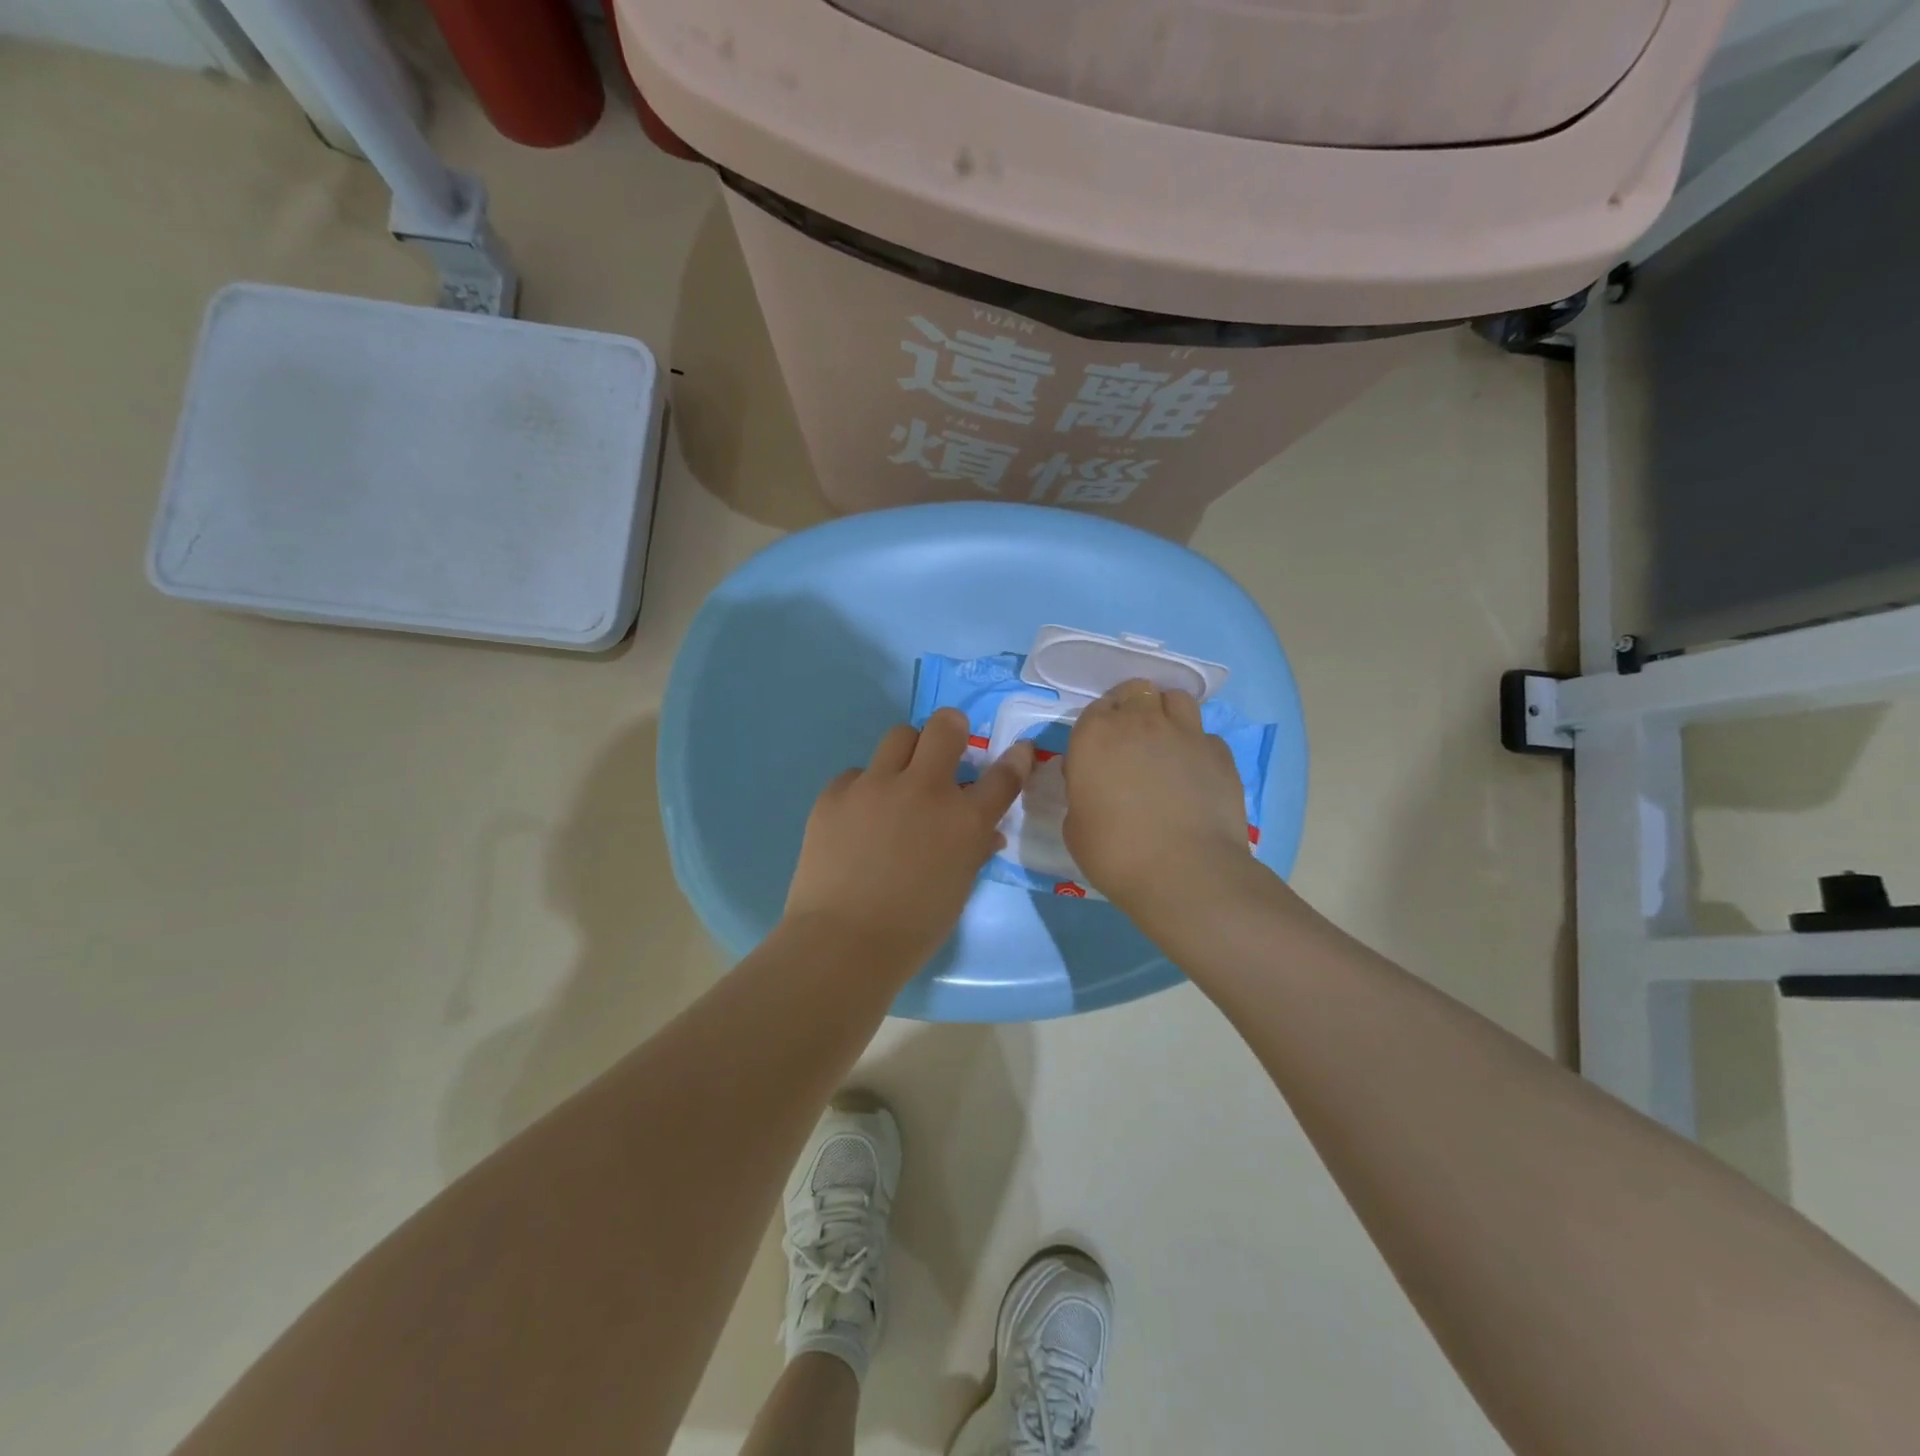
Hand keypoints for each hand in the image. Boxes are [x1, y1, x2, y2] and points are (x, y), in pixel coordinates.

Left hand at [784, 708, 1034, 971]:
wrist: (843, 943)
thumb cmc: (913, 928)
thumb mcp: (958, 887)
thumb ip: (974, 849)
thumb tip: (986, 832)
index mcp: (964, 820)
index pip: (1003, 775)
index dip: (1016, 758)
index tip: (1019, 750)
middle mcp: (923, 789)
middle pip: (944, 726)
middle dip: (951, 729)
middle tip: (946, 748)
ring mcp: (875, 786)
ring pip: (899, 736)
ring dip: (907, 754)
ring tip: (898, 782)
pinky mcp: (836, 793)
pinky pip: (857, 774)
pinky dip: (865, 789)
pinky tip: (857, 819)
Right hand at [1064, 679, 1254, 919]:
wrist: (1183, 872)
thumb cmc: (1114, 852)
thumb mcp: (1075, 825)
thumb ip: (1083, 792)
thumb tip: (1096, 785)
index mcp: (1095, 735)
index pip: (1096, 708)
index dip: (1099, 725)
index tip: (1100, 749)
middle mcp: (1140, 722)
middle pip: (1137, 691)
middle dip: (1133, 707)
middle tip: (1132, 740)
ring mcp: (1185, 733)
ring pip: (1176, 699)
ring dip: (1167, 712)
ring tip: (1166, 742)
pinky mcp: (1220, 753)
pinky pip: (1205, 735)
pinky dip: (1197, 747)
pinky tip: (1195, 773)